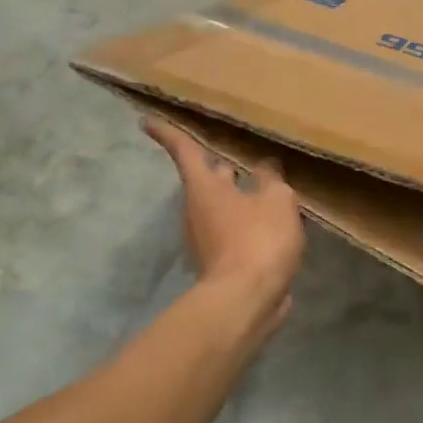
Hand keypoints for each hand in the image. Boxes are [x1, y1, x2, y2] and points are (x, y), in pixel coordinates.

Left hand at [144, 119, 304, 322]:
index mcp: (205, 187)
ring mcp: (206, 240)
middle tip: (238, 157)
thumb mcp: (276, 200)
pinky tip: (270, 226)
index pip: (184, 150)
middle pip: (207, 180)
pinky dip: (247, 225)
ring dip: (239, 198)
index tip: (145, 121)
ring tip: (267, 191)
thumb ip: (271, 179)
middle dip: (221, 168)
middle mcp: (197, 210)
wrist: (245, 301)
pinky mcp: (219, 263)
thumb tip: (265, 166)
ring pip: (221, 208)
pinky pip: (232, 233)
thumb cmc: (257, 240)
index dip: (168, 133)